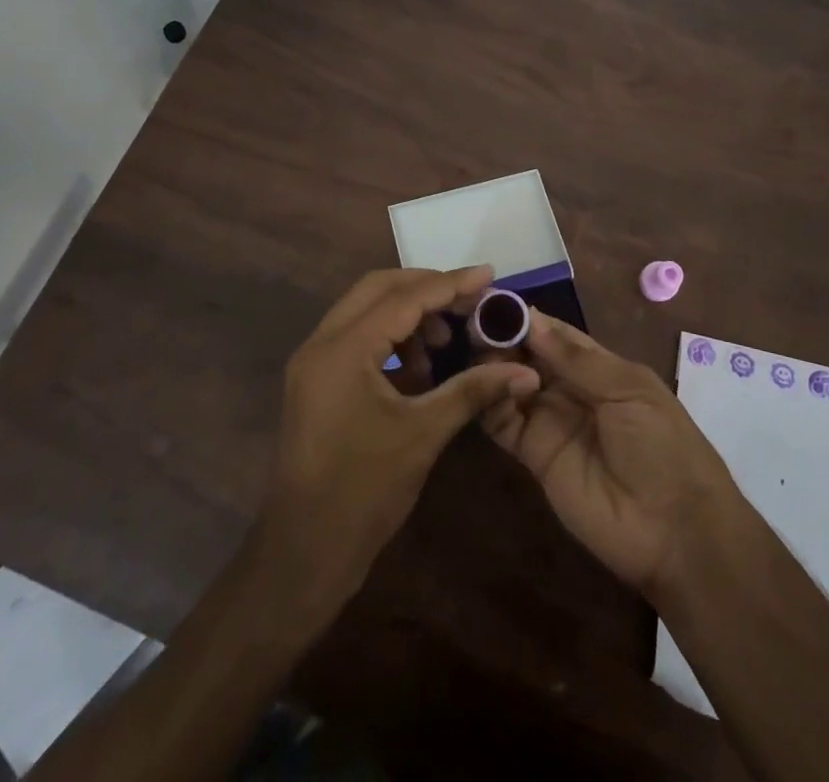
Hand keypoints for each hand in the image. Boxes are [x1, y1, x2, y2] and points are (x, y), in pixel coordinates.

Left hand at [253, 266, 540, 617]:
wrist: (304, 554)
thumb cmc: (364, 493)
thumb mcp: (424, 435)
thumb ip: (472, 390)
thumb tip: (524, 370)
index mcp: (343, 349)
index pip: (403, 297)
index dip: (450, 284)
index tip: (489, 274)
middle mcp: (321, 343)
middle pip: (378, 289)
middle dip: (426, 289)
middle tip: (469, 300)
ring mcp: (314, 362)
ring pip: (365, 311)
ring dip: (408, 316)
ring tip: (444, 343)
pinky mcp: (316, 381)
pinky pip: (357, 338)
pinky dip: (391, 340)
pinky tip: (419, 370)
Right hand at [480, 313, 738, 595]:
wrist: (674, 530)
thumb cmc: (662, 446)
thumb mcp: (629, 390)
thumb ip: (577, 359)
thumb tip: (531, 319)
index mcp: (599, 368)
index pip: (555, 333)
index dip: (527, 318)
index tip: (492, 299)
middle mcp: (569, 390)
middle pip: (528, 356)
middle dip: (503, 338)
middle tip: (472, 323)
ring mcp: (550, 422)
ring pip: (511, 384)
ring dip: (493, 366)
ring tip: (477, 353)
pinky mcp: (534, 456)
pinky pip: (504, 423)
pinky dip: (490, 403)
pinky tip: (485, 388)